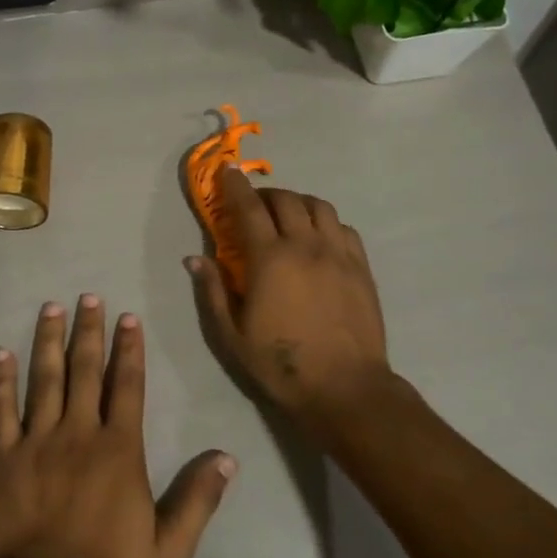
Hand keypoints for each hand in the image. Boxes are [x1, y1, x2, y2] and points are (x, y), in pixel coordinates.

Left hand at [0, 296, 235, 557]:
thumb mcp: (169, 548)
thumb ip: (198, 499)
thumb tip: (227, 457)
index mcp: (119, 449)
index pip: (127, 386)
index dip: (129, 349)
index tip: (127, 317)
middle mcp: (79, 433)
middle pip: (85, 370)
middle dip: (89, 331)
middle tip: (88, 296)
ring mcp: (37, 442)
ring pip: (44, 379)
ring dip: (48, 341)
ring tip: (51, 309)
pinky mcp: (4, 459)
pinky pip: (0, 411)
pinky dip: (0, 381)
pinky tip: (1, 354)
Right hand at [188, 168, 392, 439]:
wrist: (345, 387)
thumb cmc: (281, 364)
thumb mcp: (232, 335)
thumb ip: (213, 291)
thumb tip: (195, 258)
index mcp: (270, 260)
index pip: (249, 208)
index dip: (235, 186)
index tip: (227, 170)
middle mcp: (305, 246)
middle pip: (286, 200)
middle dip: (266, 194)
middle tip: (254, 205)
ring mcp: (338, 254)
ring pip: (319, 207)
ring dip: (298, 203)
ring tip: (287, 216)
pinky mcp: (361, 267)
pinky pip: (343, 227)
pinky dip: (325, 222)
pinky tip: (318, 237)